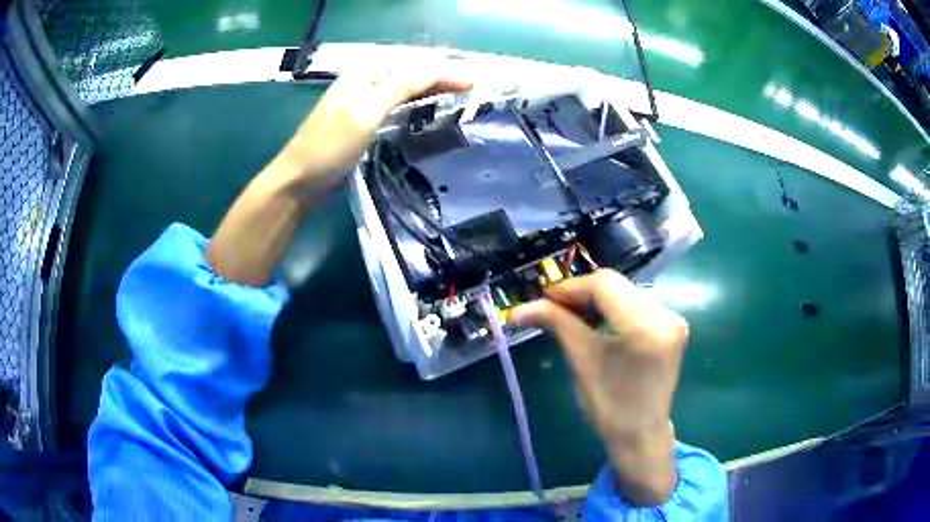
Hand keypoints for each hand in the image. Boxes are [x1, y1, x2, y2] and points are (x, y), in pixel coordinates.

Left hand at [207, 60, 468, 285]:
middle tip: (473, 89)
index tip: (475, 82)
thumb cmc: (330, 145)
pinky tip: (428, 110)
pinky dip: (416, 105)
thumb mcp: (368, 110)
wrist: (299, 180)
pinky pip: (396, 105)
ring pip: (405, 90)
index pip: (414, 66)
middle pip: (410, 74)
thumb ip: (404, 85)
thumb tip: (443, 67)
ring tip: (460, 96)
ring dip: (432, 91)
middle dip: (441, 78)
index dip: (445, 71)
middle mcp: (365, 81)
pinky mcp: (363, 121)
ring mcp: (363, 101)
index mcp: (366, 72)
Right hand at [510, 269, 686, 505]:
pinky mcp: (674, 325)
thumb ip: (556, 323)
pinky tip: (599, 321)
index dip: (571, 288)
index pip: (603, 285)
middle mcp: (665, 315)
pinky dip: (615, 308)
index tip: (544, 300)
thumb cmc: (608, 406)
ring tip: (573, 315)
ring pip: (626, 292)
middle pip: (616, 285)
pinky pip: (638, 304)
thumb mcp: (581, 360)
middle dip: (582, 293)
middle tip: (554, 308)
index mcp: (644, 327)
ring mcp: (674, 319)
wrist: (640, 434)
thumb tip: (518, 309)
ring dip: (598, 299)